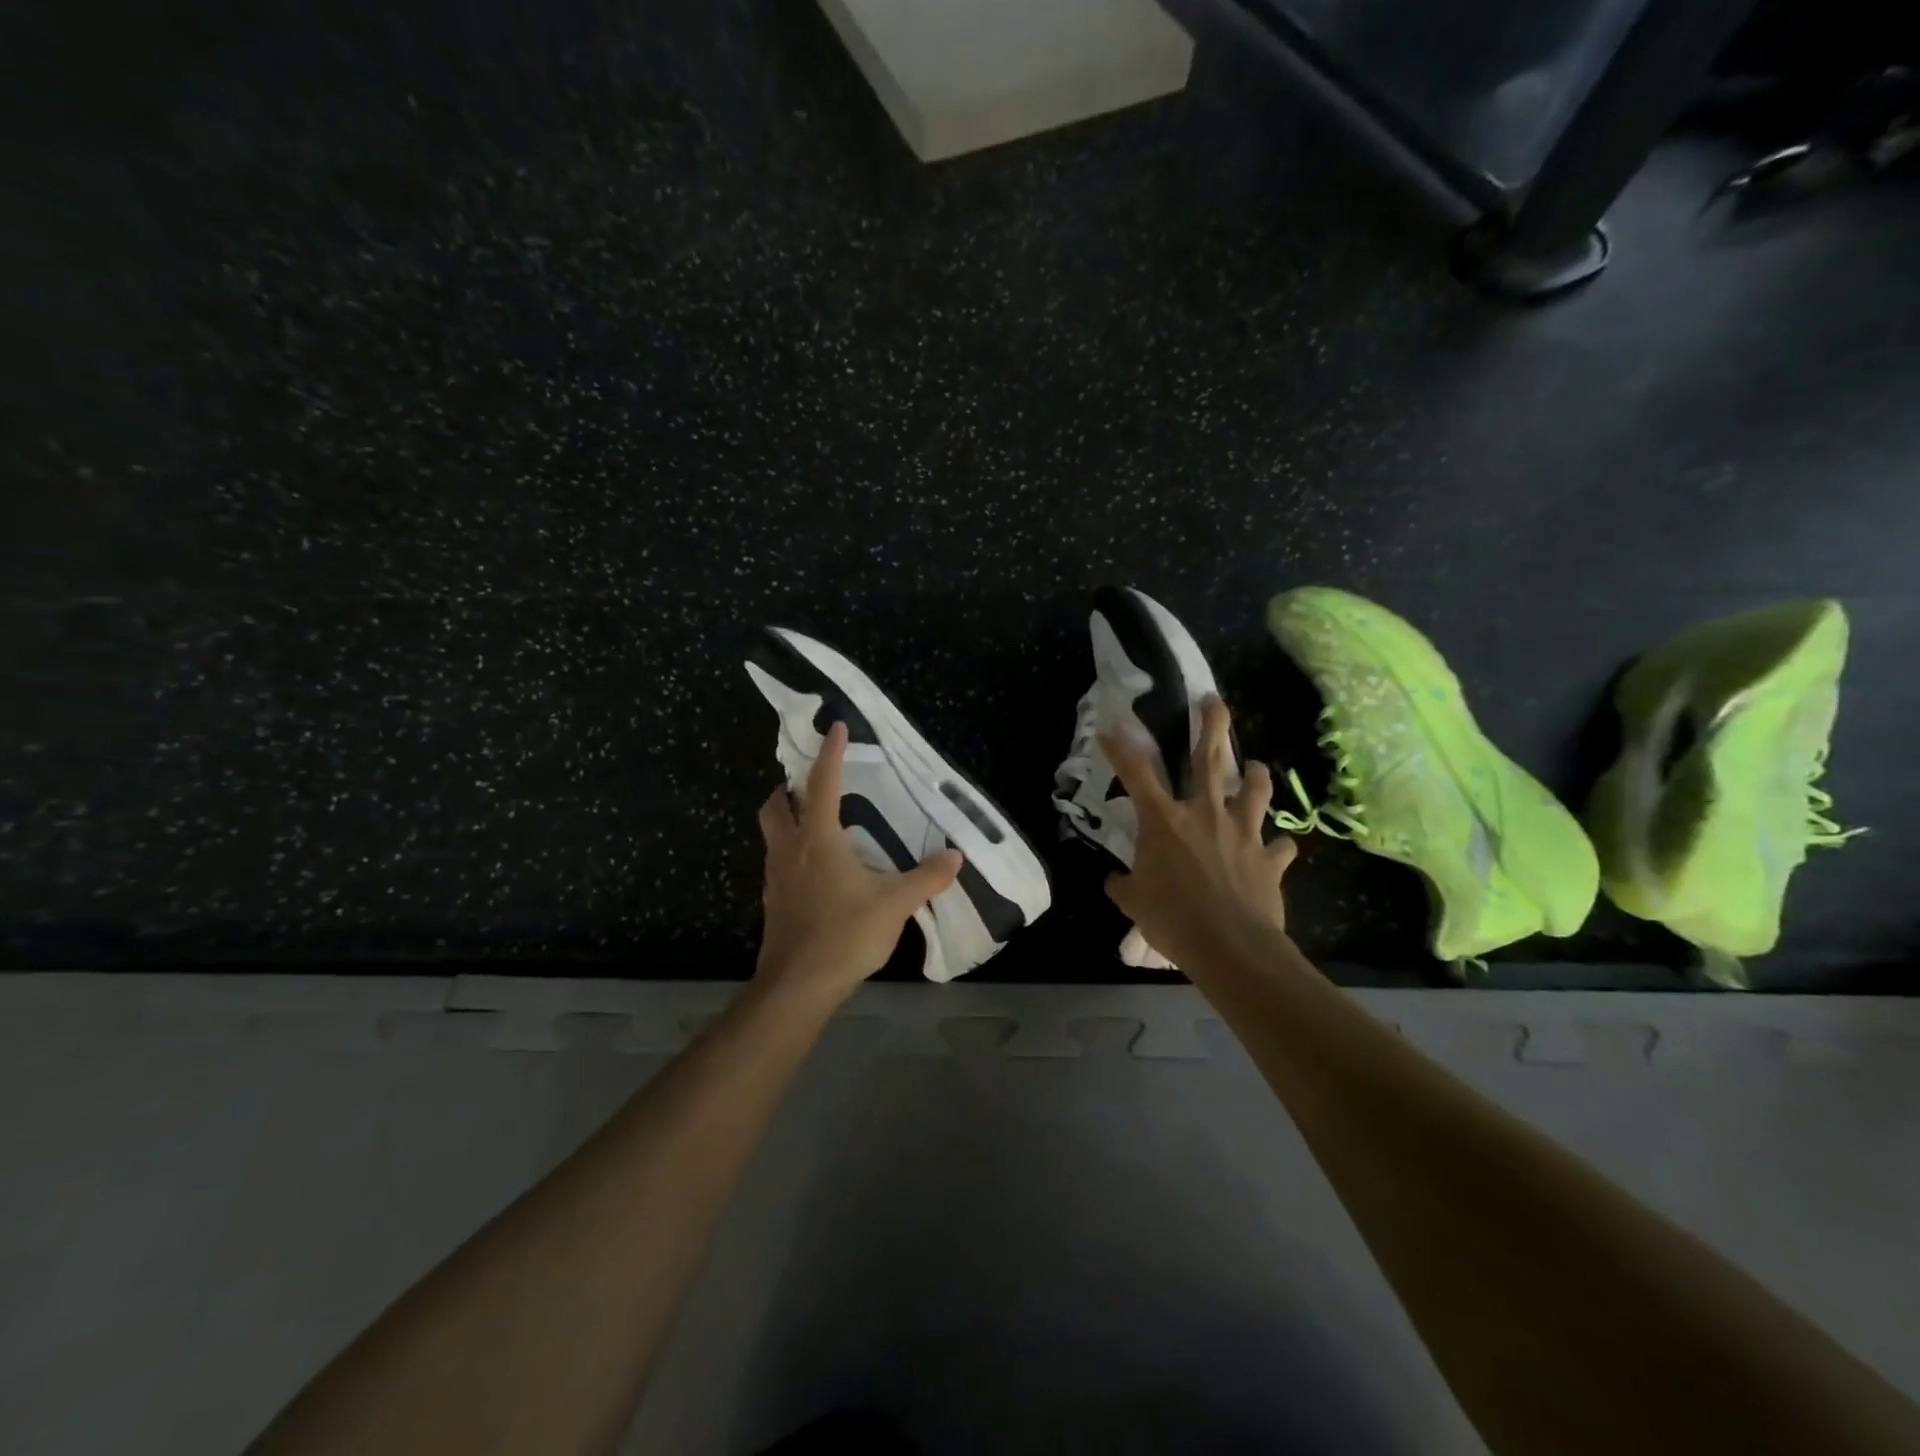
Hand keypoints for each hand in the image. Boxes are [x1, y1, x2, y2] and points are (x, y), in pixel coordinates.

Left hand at [754, 721, 963, 1008]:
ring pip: (772, 834)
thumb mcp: (894, 904)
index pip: (822, 782)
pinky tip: (817, 871)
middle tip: (811, 785)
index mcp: (817, 838)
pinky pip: (779, 863)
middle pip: (776, 805)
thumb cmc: (843, 933)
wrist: (797, 986)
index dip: (830, 752)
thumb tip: (955, 857)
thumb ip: (926, 878)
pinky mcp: (774, 903)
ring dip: (788, 820)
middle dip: (789, 788)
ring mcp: (776, 878)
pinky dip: (792, 853)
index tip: (835, 727)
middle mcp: (790, 849)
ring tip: (818, 824)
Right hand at [1099, 696, 1297, 969]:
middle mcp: (1205, 814)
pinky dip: (1276, 846)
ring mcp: (1242, 833)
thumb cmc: (1173, 920)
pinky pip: (1279, 846)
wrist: (1231, 948)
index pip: (1137, 773)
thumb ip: (1123, 885)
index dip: (1121, 748)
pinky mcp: (1269, 859)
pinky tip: (1275, 849)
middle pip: (1209, 759)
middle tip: (1213, 701)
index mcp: (1164, 821)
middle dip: (1211, 724)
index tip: (1111, 729)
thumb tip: (1114, 880)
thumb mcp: (1132, 903)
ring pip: (1255, 790)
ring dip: (1256, 775)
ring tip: (1256, 768)